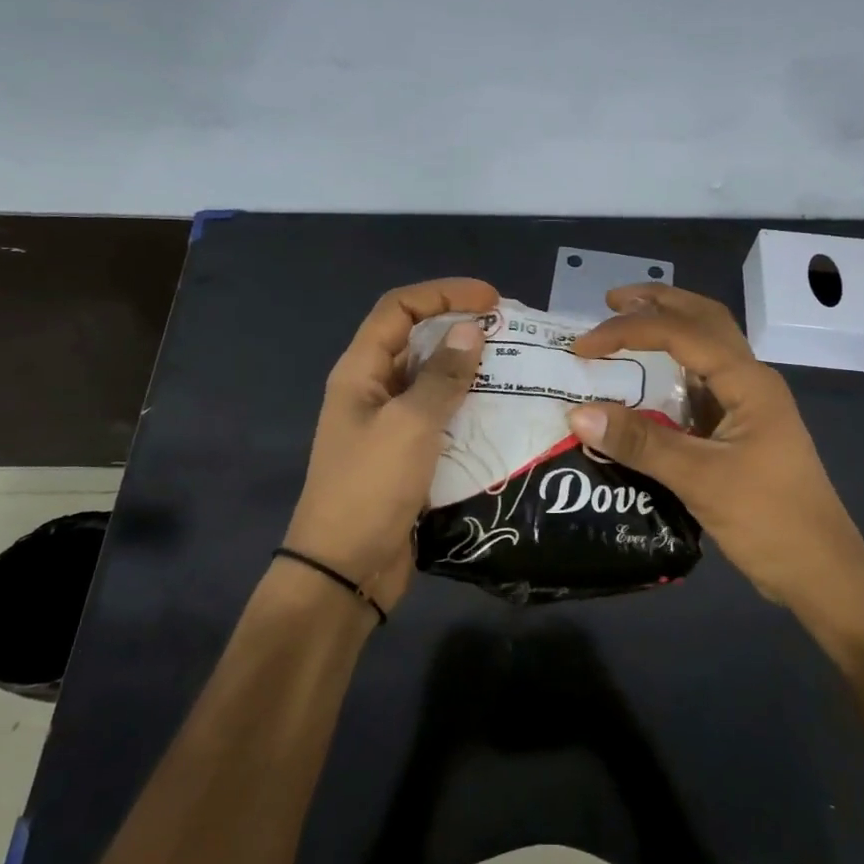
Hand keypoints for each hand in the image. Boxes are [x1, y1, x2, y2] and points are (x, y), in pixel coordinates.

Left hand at [281, 278, 497, 615]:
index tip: (492, 299)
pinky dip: (469, 409)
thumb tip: (471, 330)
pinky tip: (504, 415)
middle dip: (462, 329)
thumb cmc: (370, 489)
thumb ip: (443, 377)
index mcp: (361, 371)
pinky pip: (441, 418)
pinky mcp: (407, 456)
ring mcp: (389, 425)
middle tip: (512, 334)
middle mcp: (373, 390)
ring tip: (518, 370)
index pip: (399, 309)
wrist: (345, 571)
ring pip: (433, 381)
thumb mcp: (410, 425)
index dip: (443, 293)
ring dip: (470, 371)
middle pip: (417, 340)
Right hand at [567, 284, 863, 612]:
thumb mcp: (700, 480)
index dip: (629, 331)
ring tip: (624, 326)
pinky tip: (645, 382)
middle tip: (610, 300)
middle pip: (705, 320)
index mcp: (750, 382)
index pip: (683, 333)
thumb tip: (576, 414)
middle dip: (658, 303)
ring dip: (668, 329)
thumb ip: (640, 443)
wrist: (821, 573)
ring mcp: (748, 405)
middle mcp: (751, 381)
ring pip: (706, 348)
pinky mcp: (740, 429)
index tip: (583, 347)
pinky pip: (701, 384)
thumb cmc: (769, 521)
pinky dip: (671, 370)